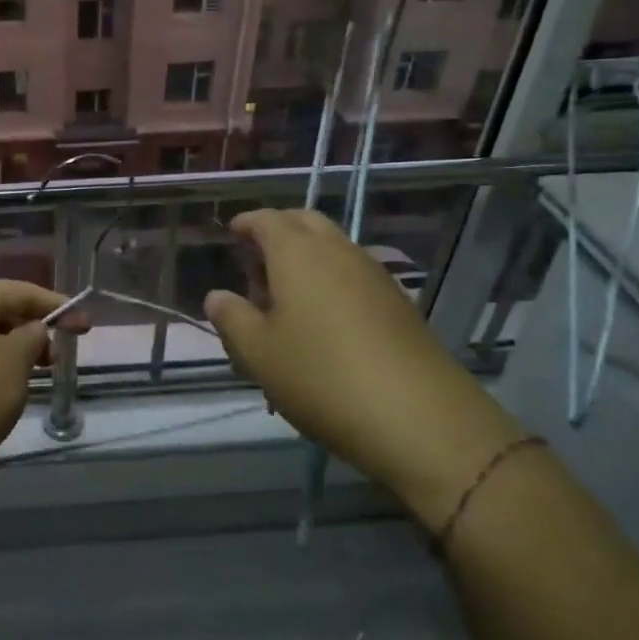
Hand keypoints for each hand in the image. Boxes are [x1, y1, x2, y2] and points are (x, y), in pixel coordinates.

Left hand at [0, 280, 87, 469]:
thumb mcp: (14, 360)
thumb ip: (32, 337)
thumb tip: (31, 331)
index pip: (17, 290)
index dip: (54, 304)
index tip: (85, 325)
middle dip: (32, 332)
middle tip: (56, 359)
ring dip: (12, 358)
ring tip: (33, 382)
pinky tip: (3, 402)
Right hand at [202, 209, 521, 525]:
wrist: (421, 420)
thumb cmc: (321, 376)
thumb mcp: (258, 353)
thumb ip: (231, 318)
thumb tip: (217, 296)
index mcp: (298, 253)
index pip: (267, 219)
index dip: (246, 223)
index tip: (231, 234)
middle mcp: (338, 252)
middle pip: (305, 222)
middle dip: (278, 232)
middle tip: (256, 263)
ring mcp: (375, 276)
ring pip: (333, 248)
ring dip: (306, 258)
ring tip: (285, 299)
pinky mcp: (400, 305)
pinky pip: (354, 275)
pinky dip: (332, 280)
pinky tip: (323, 322)